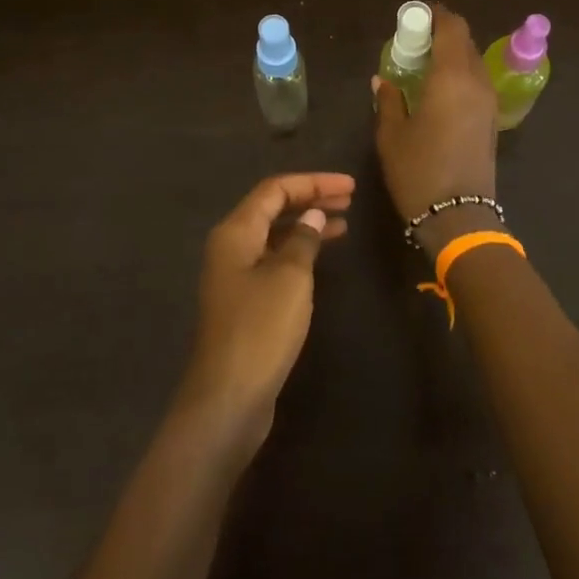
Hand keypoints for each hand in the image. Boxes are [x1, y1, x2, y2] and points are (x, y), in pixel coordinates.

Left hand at [180, 172, 354, 453]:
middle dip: (310, 199)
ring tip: (344, 223)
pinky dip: (299, 251)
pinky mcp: (245, 300)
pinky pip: (275, 259)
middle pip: (272, 208)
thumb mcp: (290, 277)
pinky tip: (321, 257)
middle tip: (350, 199)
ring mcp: (236, 274)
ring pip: (274, 235)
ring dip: (306, 225)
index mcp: (235, 232)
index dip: (313, 182)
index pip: (274, 190)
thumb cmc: (261, 328)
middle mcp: (231, 246)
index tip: (350, 187)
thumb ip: (303, 240)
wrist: (229, 395)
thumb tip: (312, 217)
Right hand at [373, 5, 498, 248]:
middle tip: (414, 40)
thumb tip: (383, 80)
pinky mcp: (491, 120)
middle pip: (465, 41)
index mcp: (451, 77)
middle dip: (442, 33)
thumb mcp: (392, 135)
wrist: (459, 216)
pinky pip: (476, 82)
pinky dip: (459, 74)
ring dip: (452, 54)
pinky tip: (437, 89)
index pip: (451, 28)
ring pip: (473, 61)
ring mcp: (488, 102)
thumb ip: (389, 100)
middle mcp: (476, 82)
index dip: (435, 15)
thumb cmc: (418, 171)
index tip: (415, 15)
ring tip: (423, 64)